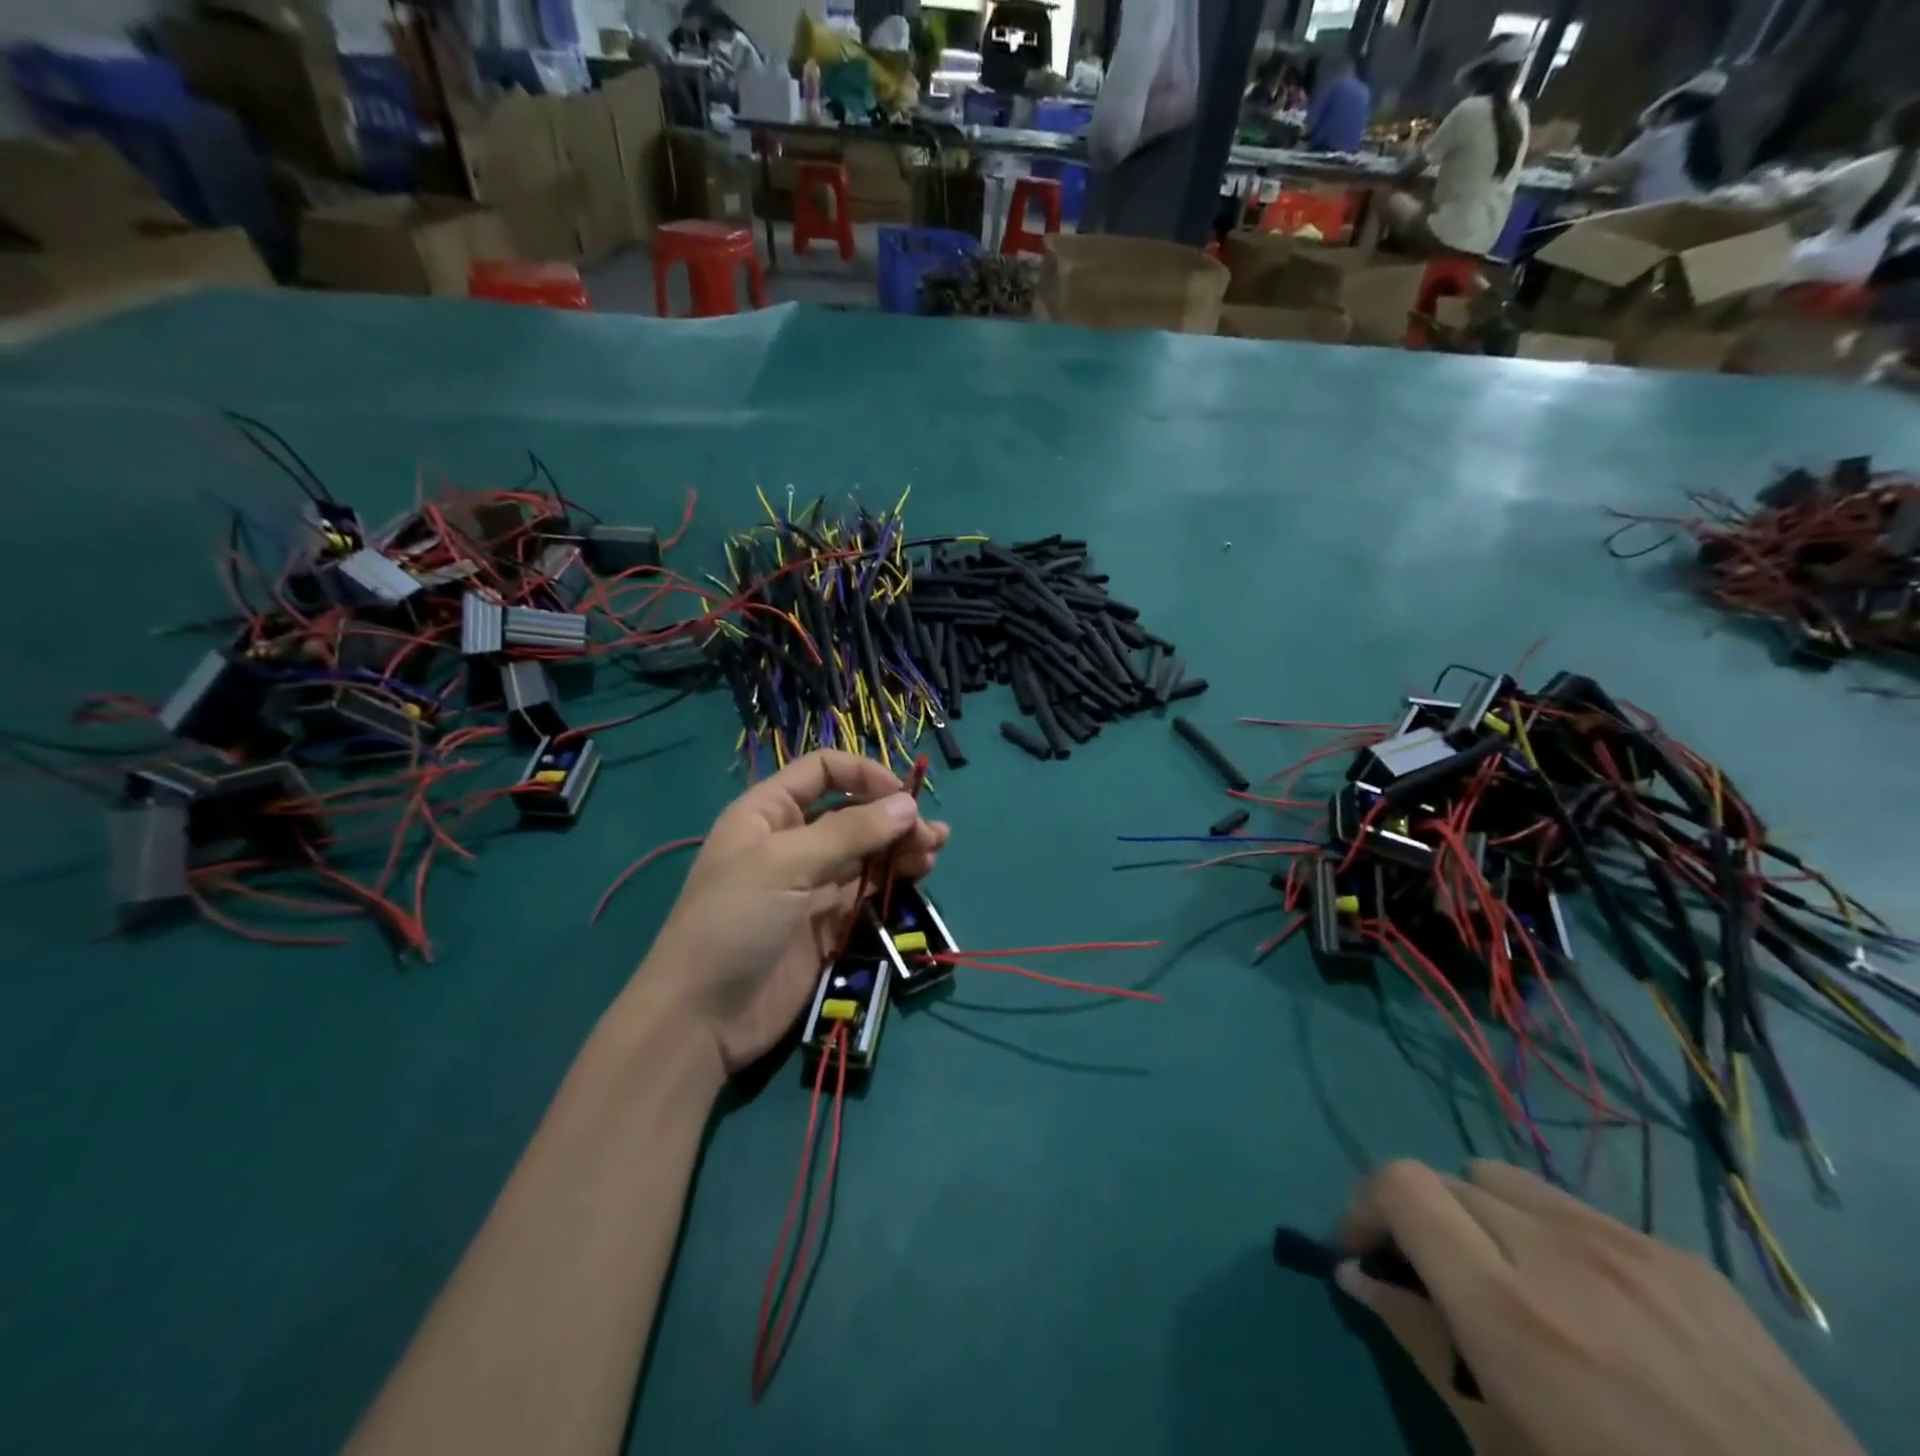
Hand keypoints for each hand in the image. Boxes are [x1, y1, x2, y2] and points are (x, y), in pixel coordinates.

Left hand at [637, 751, 948, 1075]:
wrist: (702, 1017)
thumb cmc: (735, 921)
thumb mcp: (786, 864)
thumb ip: (849, 831)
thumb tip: (908, 804)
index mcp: (767, 813)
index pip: (822, 771)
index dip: (863, 775)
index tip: (902, 796)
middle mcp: (791, 841)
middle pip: (852, 811)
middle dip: (892, 815)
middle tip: (930, 835)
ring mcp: (810, 883)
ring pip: (866, 851)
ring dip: (900, 845)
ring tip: (933, 851)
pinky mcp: (828, 922)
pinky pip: (868, 889)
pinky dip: (894, 878)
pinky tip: (919, 874)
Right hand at [1336, 1160, 1862, 1455]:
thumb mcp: (1501, 1448)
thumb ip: (1418, 1342)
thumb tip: (1356, 1275)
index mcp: (1507, 1309)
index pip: (1400, 1184)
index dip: (1365, 1205)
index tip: (1365, 1251)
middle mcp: (1559, 1252)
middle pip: (1446, 1179)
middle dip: (1422, 1219)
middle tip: (1435, 1276)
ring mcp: (1629, 1246)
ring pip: (1504, 1178)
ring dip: (1483, 1214)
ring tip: (1514, 1279)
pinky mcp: (1685, 1257)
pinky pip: (1579, 1209)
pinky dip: (1553, 1235)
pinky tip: (1596, 1305)